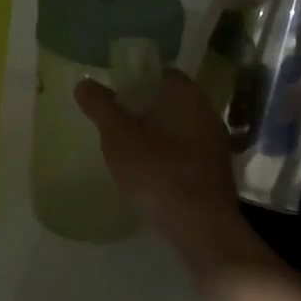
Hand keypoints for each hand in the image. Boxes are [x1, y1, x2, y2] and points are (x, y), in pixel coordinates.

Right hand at [75, 71, 260, 273]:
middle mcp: (206, 110)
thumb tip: (84, 83)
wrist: (201, 227)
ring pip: (178, 126)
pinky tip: (151, 173)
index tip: (112, 97)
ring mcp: (215, 141)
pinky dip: (169, 155)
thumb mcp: (118, 137)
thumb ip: (100, 107)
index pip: (158, 72)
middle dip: (142, 109)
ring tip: (128, 151)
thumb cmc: (157, 172)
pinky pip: (187, 150)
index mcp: (185, 93)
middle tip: (114, 125)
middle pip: (168, 100)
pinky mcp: (217, 170)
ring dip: (156, 134)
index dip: (133, 80)